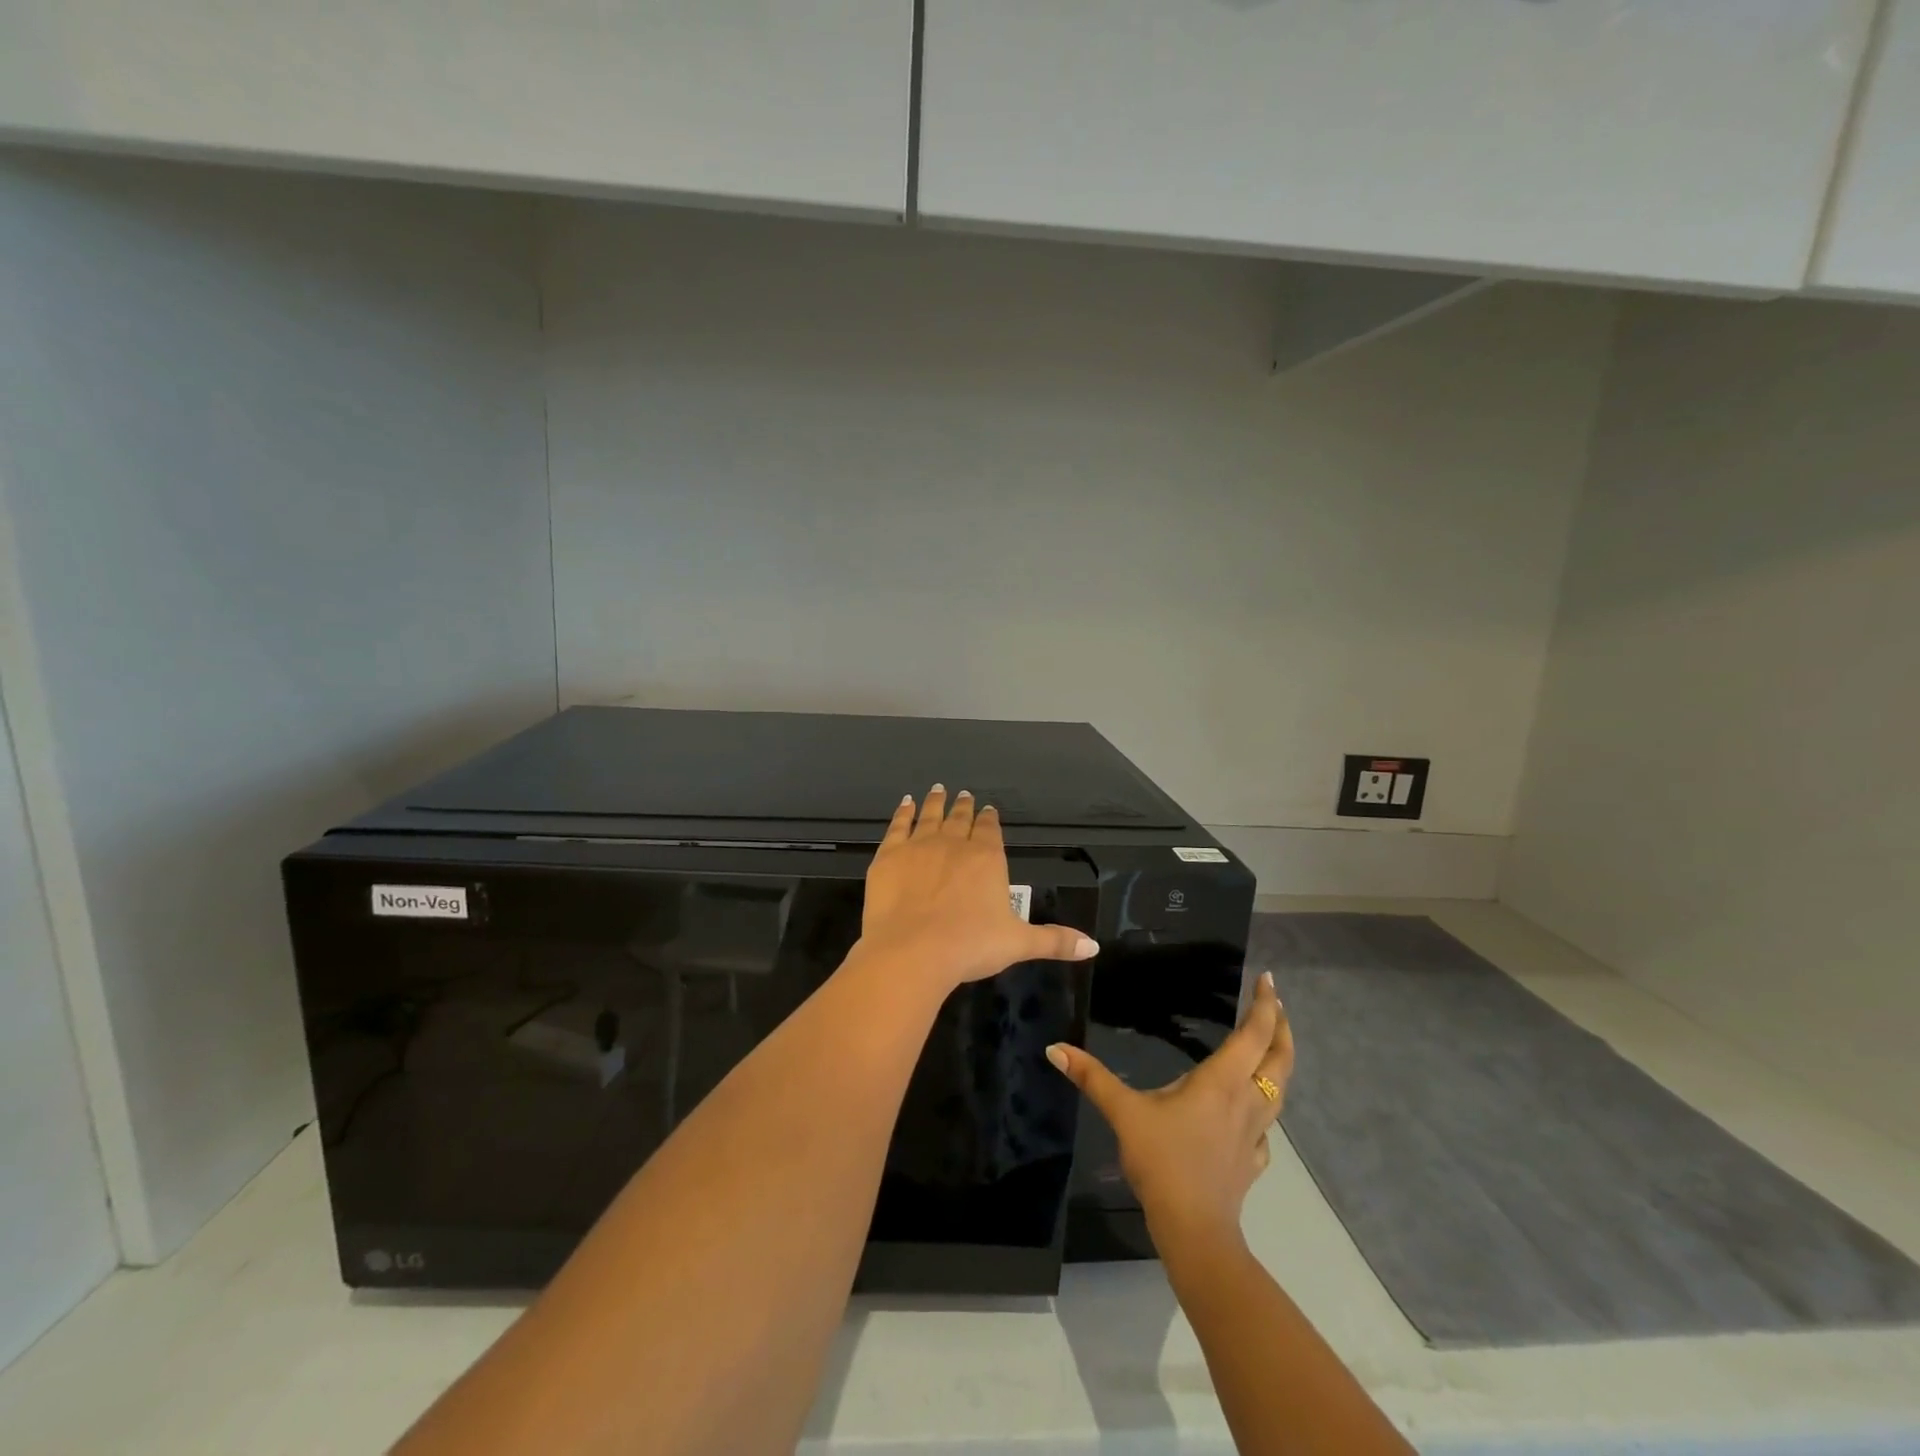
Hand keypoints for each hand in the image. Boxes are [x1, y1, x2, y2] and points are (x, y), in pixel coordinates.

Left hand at [859, 785, 1099, 989]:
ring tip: (939, 790)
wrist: (912, 951)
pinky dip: (903, 812)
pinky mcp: (888, 855)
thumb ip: (1055, 941)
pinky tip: (905, 803)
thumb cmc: (970, 946)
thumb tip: (1093, 947)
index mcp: (987, 858)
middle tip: (963, 795)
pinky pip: (898, 826)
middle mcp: (954, 843)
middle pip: (960, 819)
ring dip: (936, 802)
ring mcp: (919, 846)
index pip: (990, 830)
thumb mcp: (1019, 944)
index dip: (989, 819)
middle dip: (964, 806)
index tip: (988, 809)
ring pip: (930, 815)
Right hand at [1046, 971, 1292, 1250]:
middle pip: (1280, 1058)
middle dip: (1282, 1027)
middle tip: (1277, 1003)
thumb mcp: (1124, 1113)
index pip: (1255, 1033)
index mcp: (1222, 1080)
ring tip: (1271, 1046)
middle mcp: (1246, 1100)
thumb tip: (1054, 1048)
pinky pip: (1267, 1125)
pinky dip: (1265, 1107)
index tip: (1269, 979)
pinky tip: (1249, 1113)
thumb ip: (1092, 1077)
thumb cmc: (1163, 1161)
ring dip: (1279, 1062)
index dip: (1265, 1004)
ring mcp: (1255, 1133)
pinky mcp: (1252, 1159)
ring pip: (1279, 1089)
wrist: (1194, 1229)